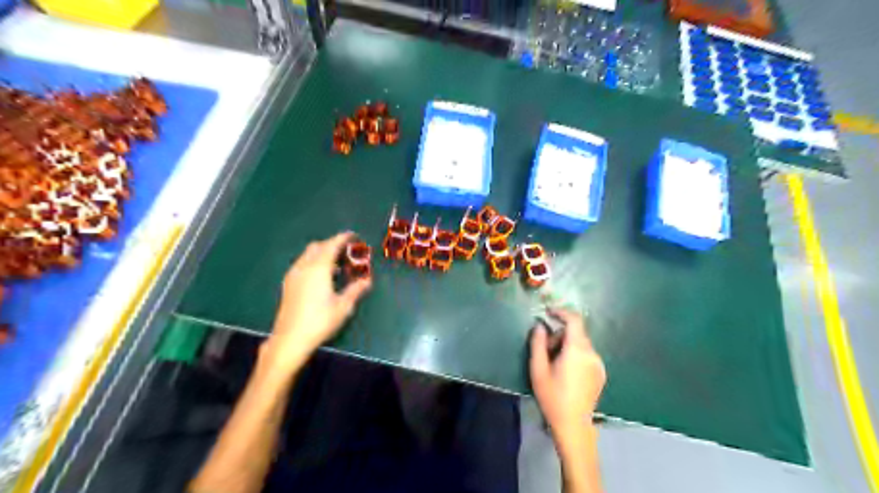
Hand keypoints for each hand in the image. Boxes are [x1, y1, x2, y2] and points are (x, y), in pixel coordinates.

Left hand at [260, 230, 370, 373]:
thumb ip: (355, 290)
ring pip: (308, 255)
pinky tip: (322, 277)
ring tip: (337, 265)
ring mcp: (293, 275)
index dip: (343, 238)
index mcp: (319, 268)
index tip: (353, 236)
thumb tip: (367, 281)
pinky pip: (302, 264)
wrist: (290, 339)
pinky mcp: (288, 284)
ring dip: (322, 254)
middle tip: (347, 252)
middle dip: (332, 244)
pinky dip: (314, 262)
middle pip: (318, 246)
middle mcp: (304, 267)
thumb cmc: (320, 321)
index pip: (331, 245)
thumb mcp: (343, 306)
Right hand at [528, 306, 604, 451]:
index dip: (561, 312)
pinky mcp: (600, 373)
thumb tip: (539, 326)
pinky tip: (566, 372)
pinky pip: (586, 354)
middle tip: (545, 349)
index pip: (574, 320)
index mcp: (576, 350)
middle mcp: (591, 353)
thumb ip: (537, 343)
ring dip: (567, 345)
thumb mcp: (538, 369)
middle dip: (559, 335)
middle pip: (576, 332)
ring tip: (554, 363)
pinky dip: (575, 354)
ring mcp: (598, 364)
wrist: (573, 425)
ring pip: (581, 344)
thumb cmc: (552, 397)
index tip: (548, 312)